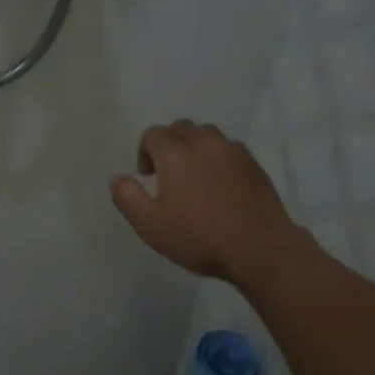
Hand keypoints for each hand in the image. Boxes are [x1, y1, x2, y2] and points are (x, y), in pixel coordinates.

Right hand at [109, 120, 300, 281]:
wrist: (258, 247)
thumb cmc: (198, 236)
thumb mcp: (150, 225)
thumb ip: (127, 197)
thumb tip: (116, 178)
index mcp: (175, 152)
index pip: (152, 134)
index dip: (145, 152)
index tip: (147, 177)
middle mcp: (203, 142)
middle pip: (180, 128)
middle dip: (169, 145)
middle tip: (168, 174)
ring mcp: (232, 150)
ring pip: (207, 134)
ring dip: (195, 147)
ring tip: (195, 176)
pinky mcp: (254, 163)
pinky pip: (229, 149)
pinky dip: (218, 158)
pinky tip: (221, 184)